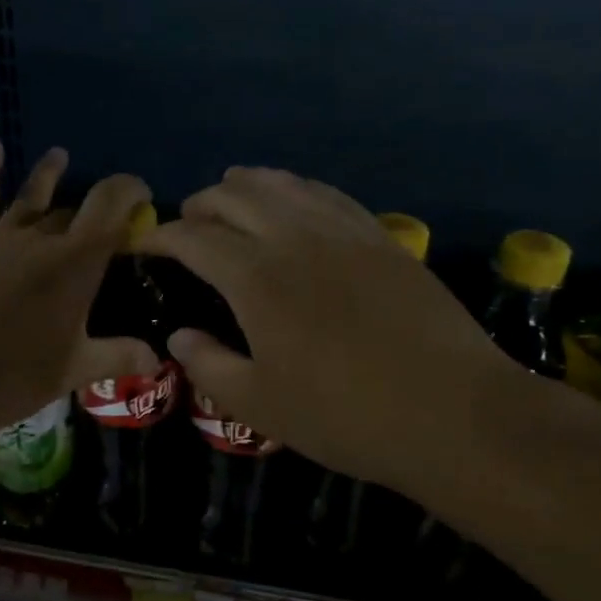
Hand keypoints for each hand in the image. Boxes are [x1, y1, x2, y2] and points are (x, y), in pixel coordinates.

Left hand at [0, 139, 156, 472]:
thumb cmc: (12, 378)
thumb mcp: (73, 371)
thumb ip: (119, 356)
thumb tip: (157, 358)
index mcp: (75, 263)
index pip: (111, 205)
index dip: (131, 192)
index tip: (143, 199)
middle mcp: (41, 239)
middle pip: (76, 210)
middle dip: (97, 209)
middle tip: (109, 221)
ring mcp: (0, 238)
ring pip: (32, 198)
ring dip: (49, 176)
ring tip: (60, 155)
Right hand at [139, 167, 522, 490]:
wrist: (454, 413)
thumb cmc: (346, 416)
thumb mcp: (260, 405)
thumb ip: (209, 366)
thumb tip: (179, 338)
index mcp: (256, 278)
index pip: (194, 237)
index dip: (162, 236)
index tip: (146, 246)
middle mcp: (295, 238)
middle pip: (235, 196)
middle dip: (201, 204)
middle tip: (187, 224)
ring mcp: (343, 231)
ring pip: (283, 184)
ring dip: (247, 185)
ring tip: (231, 196)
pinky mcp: (380, 237)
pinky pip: (327, 194)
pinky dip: (296, 189)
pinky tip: (294, 201)